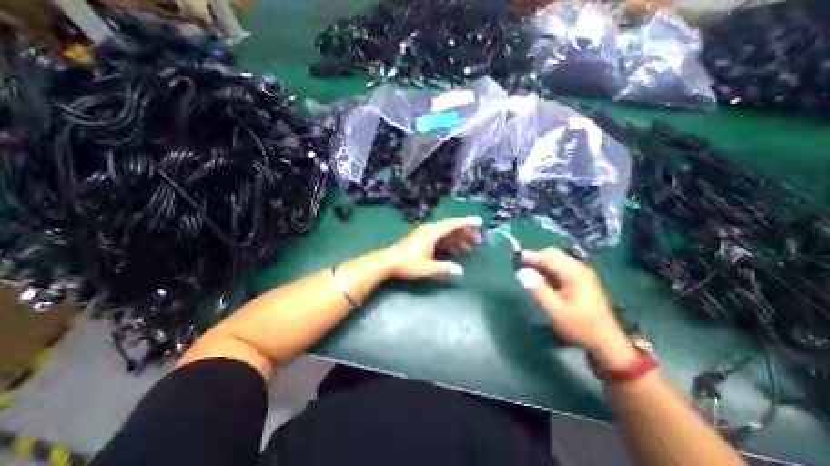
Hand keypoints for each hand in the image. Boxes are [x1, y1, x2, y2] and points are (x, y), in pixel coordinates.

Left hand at [382, 215, 487, 278]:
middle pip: (451, 228)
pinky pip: (440, 239)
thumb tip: (460, 270)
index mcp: (432, 233)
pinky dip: (449, 244)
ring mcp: (425, 234)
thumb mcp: (427, 267)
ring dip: (457, 240)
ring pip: (446, 234)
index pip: (453, 224)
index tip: (479, 222)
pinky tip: (455, 251)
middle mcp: (430, 230)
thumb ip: (444, 268)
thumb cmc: (407, 263)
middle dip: (465, 233)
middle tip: (478, 240)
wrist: (388, 261)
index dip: (467, 223)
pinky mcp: (422, 240)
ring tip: (469, 248)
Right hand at [518, 248, 639, 370]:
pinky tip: (539, 279)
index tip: (514, 257)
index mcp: (575, 274)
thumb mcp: (556, 311)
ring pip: (555, 260)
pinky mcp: (579, 280)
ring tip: (526, 272)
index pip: (549, 257)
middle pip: (553, 254)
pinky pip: (559, 268)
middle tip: (519, 266)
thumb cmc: (581, 327)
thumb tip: (522, 273)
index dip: (531, 256)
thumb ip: (538, 290)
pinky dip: (546, 270)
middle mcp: (579, 269)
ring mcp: (581, 273)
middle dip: (535, 258)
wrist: (606, 342)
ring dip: (540, 263)